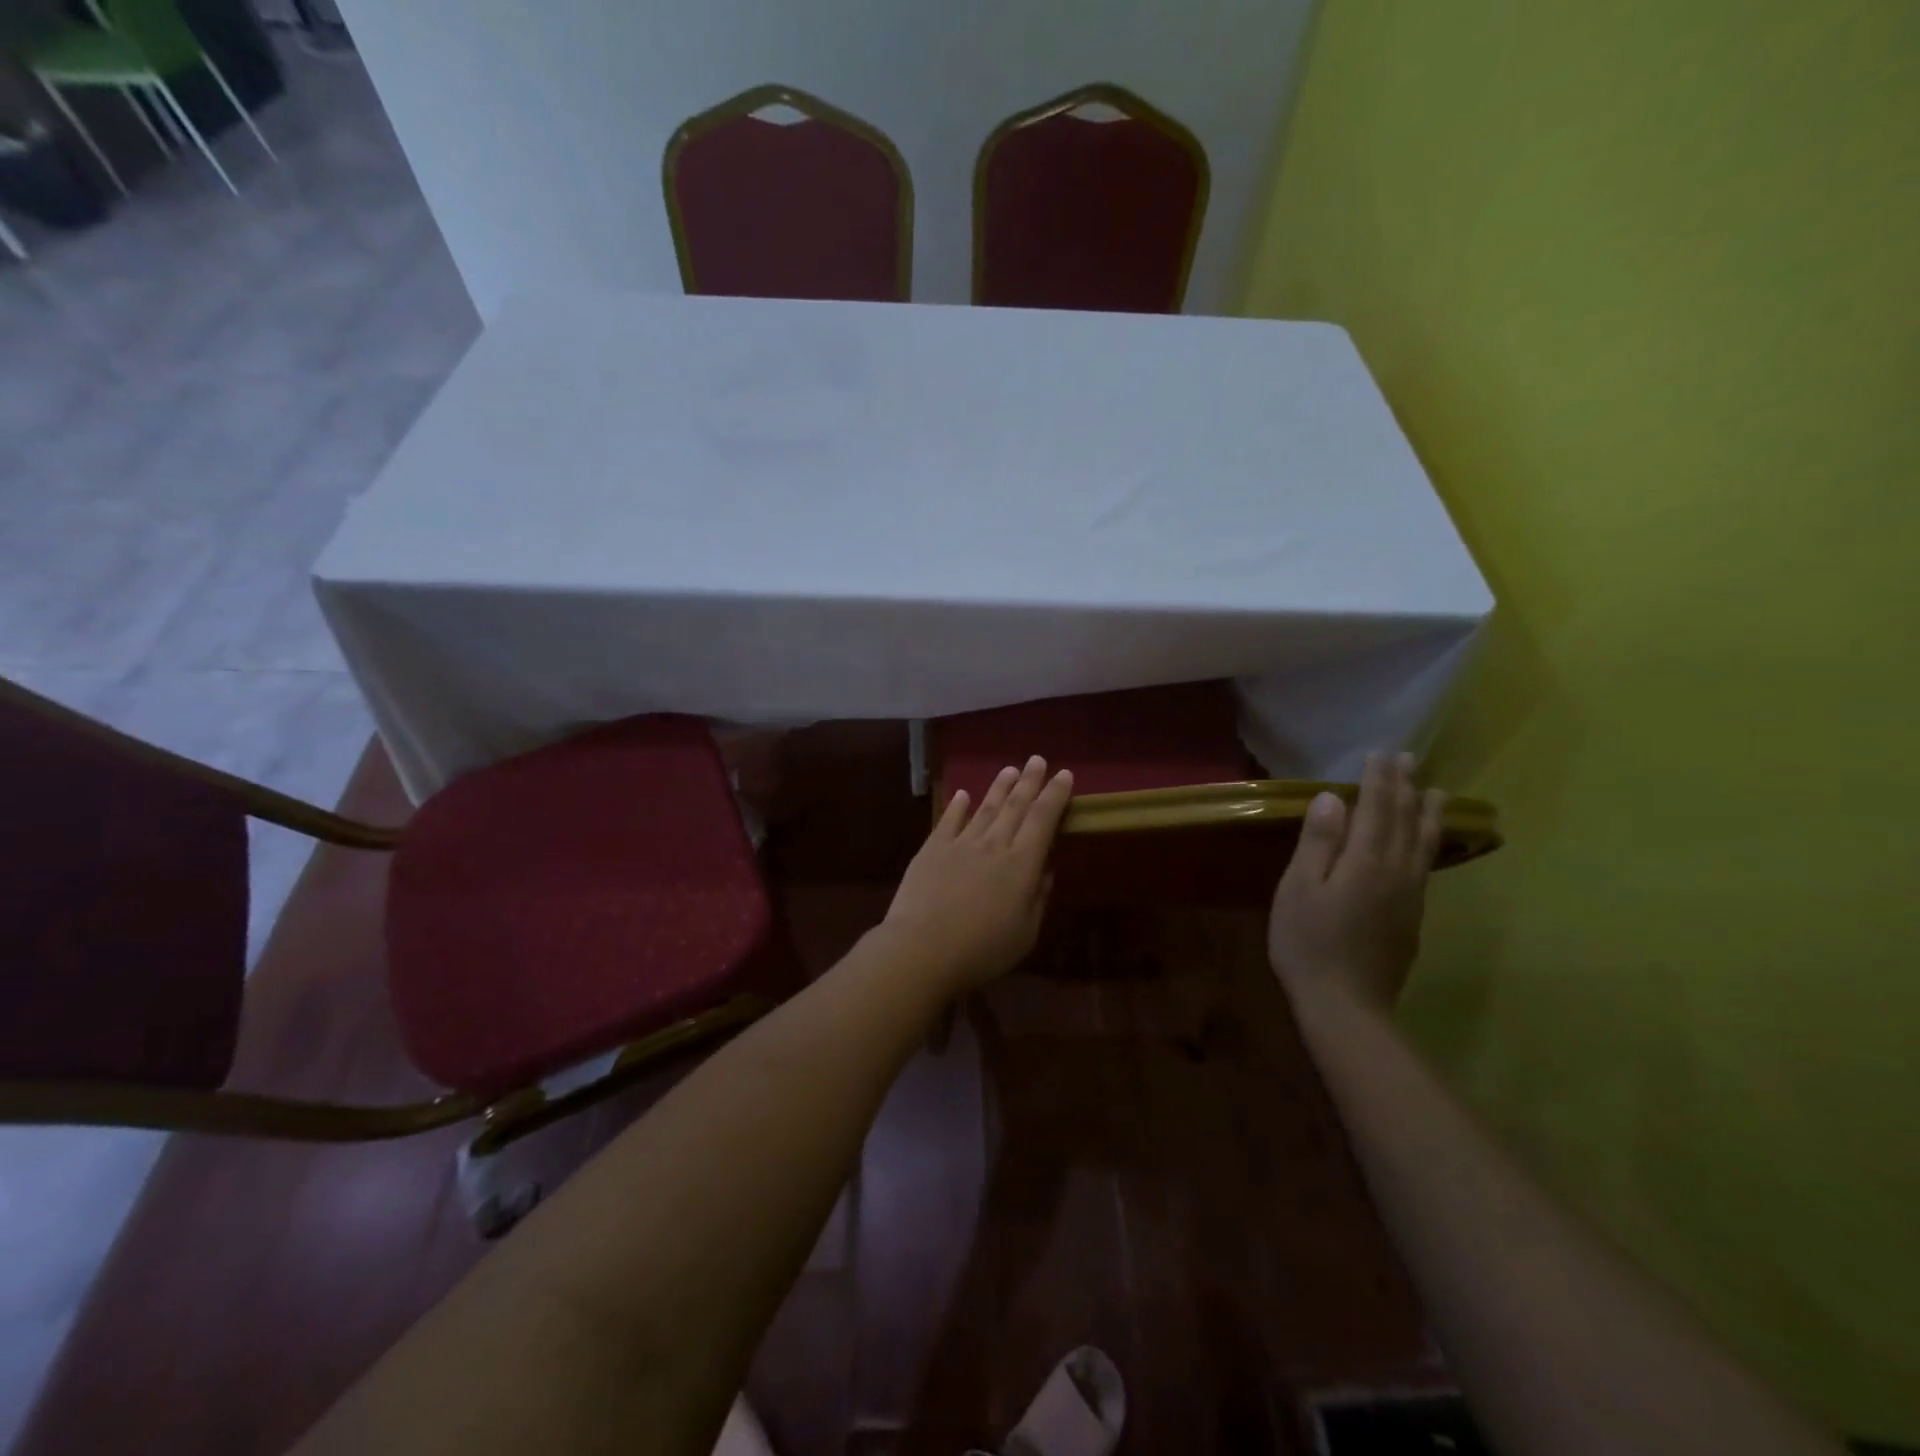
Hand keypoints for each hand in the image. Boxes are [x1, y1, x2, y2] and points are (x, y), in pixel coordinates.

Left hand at [881, 755, 1074, 992]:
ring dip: (999, 788)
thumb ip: (1038, 897)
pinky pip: (949, 820)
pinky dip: (958, 806)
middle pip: (1015, 806)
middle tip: (1037, 759)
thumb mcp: (1026, 933)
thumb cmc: (982, 950)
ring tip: (1009, 770)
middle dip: (1030, 781)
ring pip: (985, 808)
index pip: (1043, 820)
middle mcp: (993, 845)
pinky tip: (964, 794)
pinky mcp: (932, 850)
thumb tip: (1045, 868)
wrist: (922, 949)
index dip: (1055, 796)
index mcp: (1022, 865)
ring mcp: (960, 844)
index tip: (1064, 775)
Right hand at [1268, 751, 1444, 1011]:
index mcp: (1366, 861)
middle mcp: (1396, 872)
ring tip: (1435, 792)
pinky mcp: (1412, 918)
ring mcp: (1409, 897)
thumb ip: (1318, 842)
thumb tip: (1334, 798)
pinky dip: (1427, 844)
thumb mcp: (1299, 888)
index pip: (1377, 809)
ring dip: (1426, 814)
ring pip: (1423, 844)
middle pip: (1404, 821)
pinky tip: (1425, 844)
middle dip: (1405, 788)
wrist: (1346, 1005)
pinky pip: (1425, 866)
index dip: (1379, 780)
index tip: (1382, 753)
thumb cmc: (1308, 942)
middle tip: (1410, 760)